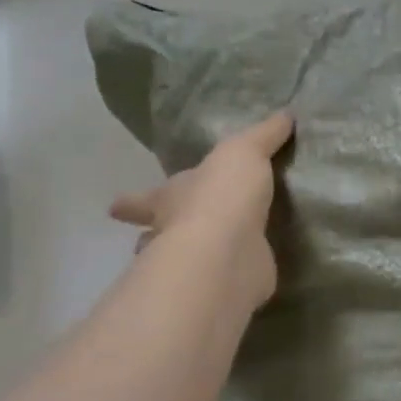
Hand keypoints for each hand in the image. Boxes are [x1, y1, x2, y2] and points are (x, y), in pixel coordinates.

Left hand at [110, 111, 293, 310]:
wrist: (229, 251)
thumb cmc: (221, 195)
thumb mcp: (244, 151)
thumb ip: (263, 135)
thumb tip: (286, 114)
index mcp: (169, 198)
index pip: (145, 198)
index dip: (132, 202)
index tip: (114, 208)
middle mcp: (172, 233)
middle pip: (155, 234)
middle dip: (152, 235)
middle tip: (149, 239)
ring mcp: (193, 265)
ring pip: (182, 261)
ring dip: (187, 259)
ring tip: (202, 258)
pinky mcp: (220, 286)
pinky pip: (222, 280)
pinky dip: (227, 277)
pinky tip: (241, 274)